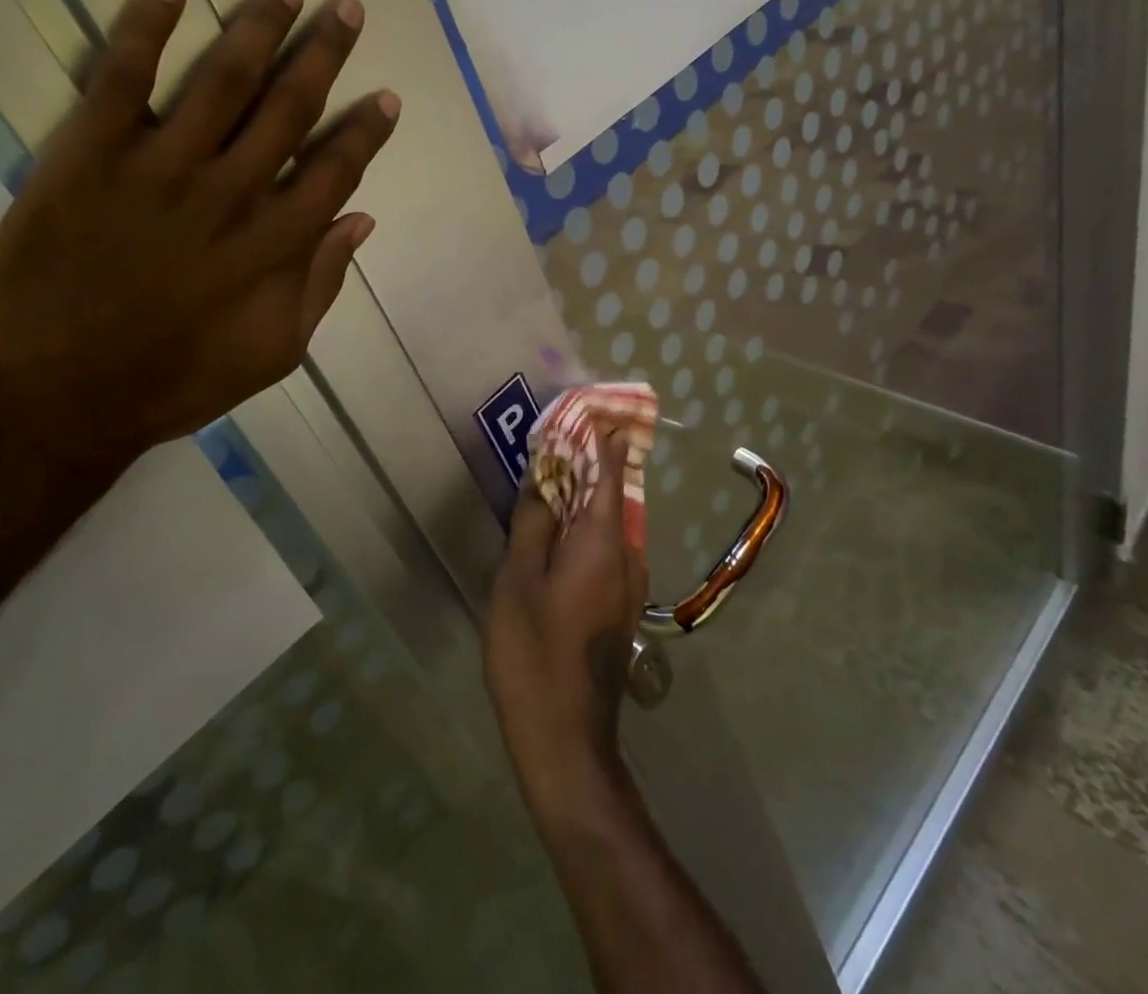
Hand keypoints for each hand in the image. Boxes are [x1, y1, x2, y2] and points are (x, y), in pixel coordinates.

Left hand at [0, 0, 399, 475]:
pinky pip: (122, 78)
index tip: (386, 96)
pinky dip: (145, 28)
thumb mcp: (275, 352)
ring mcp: (161, 169)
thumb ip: (321, 283)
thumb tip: (361, 220)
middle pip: (290, 108)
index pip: (336, 168)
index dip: (366, 129)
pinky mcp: (89, 156)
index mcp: (276, 243)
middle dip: (325, 54)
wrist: (57, 399)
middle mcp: (231, 192)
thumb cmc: (174, 382)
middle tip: (348, 9)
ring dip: (260, 29)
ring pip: (223, 80)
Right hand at [484, 431, 647, 830]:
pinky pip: (605, 550)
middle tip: (556, 439)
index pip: (609, 471)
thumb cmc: (534, 653)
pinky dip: (584, 528)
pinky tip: (555, 533)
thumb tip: (543, 476)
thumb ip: (532, 522)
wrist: (565, 740)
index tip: (590, 407)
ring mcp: (628, 586)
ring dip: (583, 497)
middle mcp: (628, 556)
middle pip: (610, 494)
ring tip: (549, 478)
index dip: (600, 437)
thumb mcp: (518, 580)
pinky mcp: (619, 608)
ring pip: (608, 523)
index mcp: (604, 542)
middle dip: (587, 463)